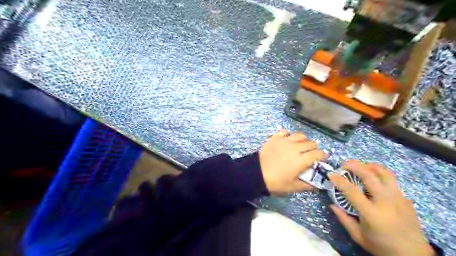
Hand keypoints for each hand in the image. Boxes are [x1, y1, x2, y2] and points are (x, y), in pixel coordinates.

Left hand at [258, 129, 325, 194]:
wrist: (256, 174)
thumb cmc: (276, 182)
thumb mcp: (293, 187)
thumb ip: (307, 185)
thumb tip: (318, 185)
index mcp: (301, 160)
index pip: (318, 153)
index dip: (322, 156)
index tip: (321, 158)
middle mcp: (295, 148)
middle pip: (311, 143)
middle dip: (314, 148)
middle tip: (310, 154)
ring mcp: (284, 141)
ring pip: (300, 135)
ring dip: (303, 140)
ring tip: (300, 146)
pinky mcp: (275, 138)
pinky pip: (285, 131)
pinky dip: (288, 135)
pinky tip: (287, 140)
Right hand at [330, 160, 431, 255]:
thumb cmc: (382, 247)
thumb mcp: (358, 236)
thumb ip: (343, 219)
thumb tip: (331, 205)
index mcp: (371, 213)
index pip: (352, 191)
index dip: (339, 180)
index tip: (330, 174)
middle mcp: (386, 202)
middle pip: (370, 176)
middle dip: (354, 165)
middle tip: (344, 164)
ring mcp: (399, 199)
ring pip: (385, 173)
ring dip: (370, 166)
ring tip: (361, 166)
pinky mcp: (406, 199)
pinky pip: (392, 182)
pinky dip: (380, 176)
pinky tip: (374, 181)